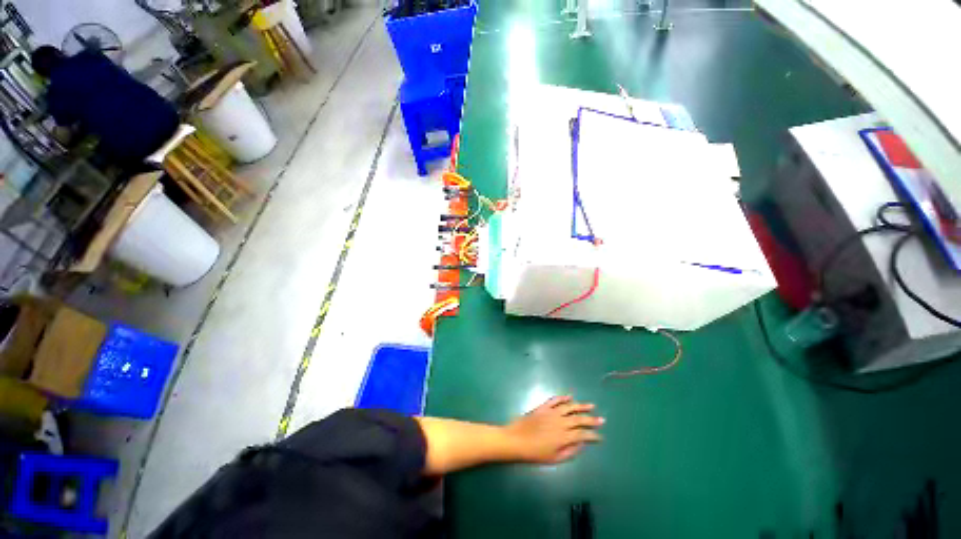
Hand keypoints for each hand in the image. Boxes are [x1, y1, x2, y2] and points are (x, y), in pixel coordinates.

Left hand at [505, 395, 603, 463]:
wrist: (516, 439)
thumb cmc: (534, 453)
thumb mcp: (554, 458)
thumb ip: (569, 452)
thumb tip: (581, 445)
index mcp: (563, 436)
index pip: (582, 435)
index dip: (593, 436)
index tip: (600, 437)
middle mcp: (560, 422)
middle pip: (579, 419)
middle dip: (591, 420)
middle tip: (602, 420)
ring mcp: (552, 412)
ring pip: (569, 407)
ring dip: (581, 406)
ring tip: (591, 405)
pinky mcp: (543, 407)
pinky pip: (555, 400)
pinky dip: (563, 397)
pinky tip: (570, 396)